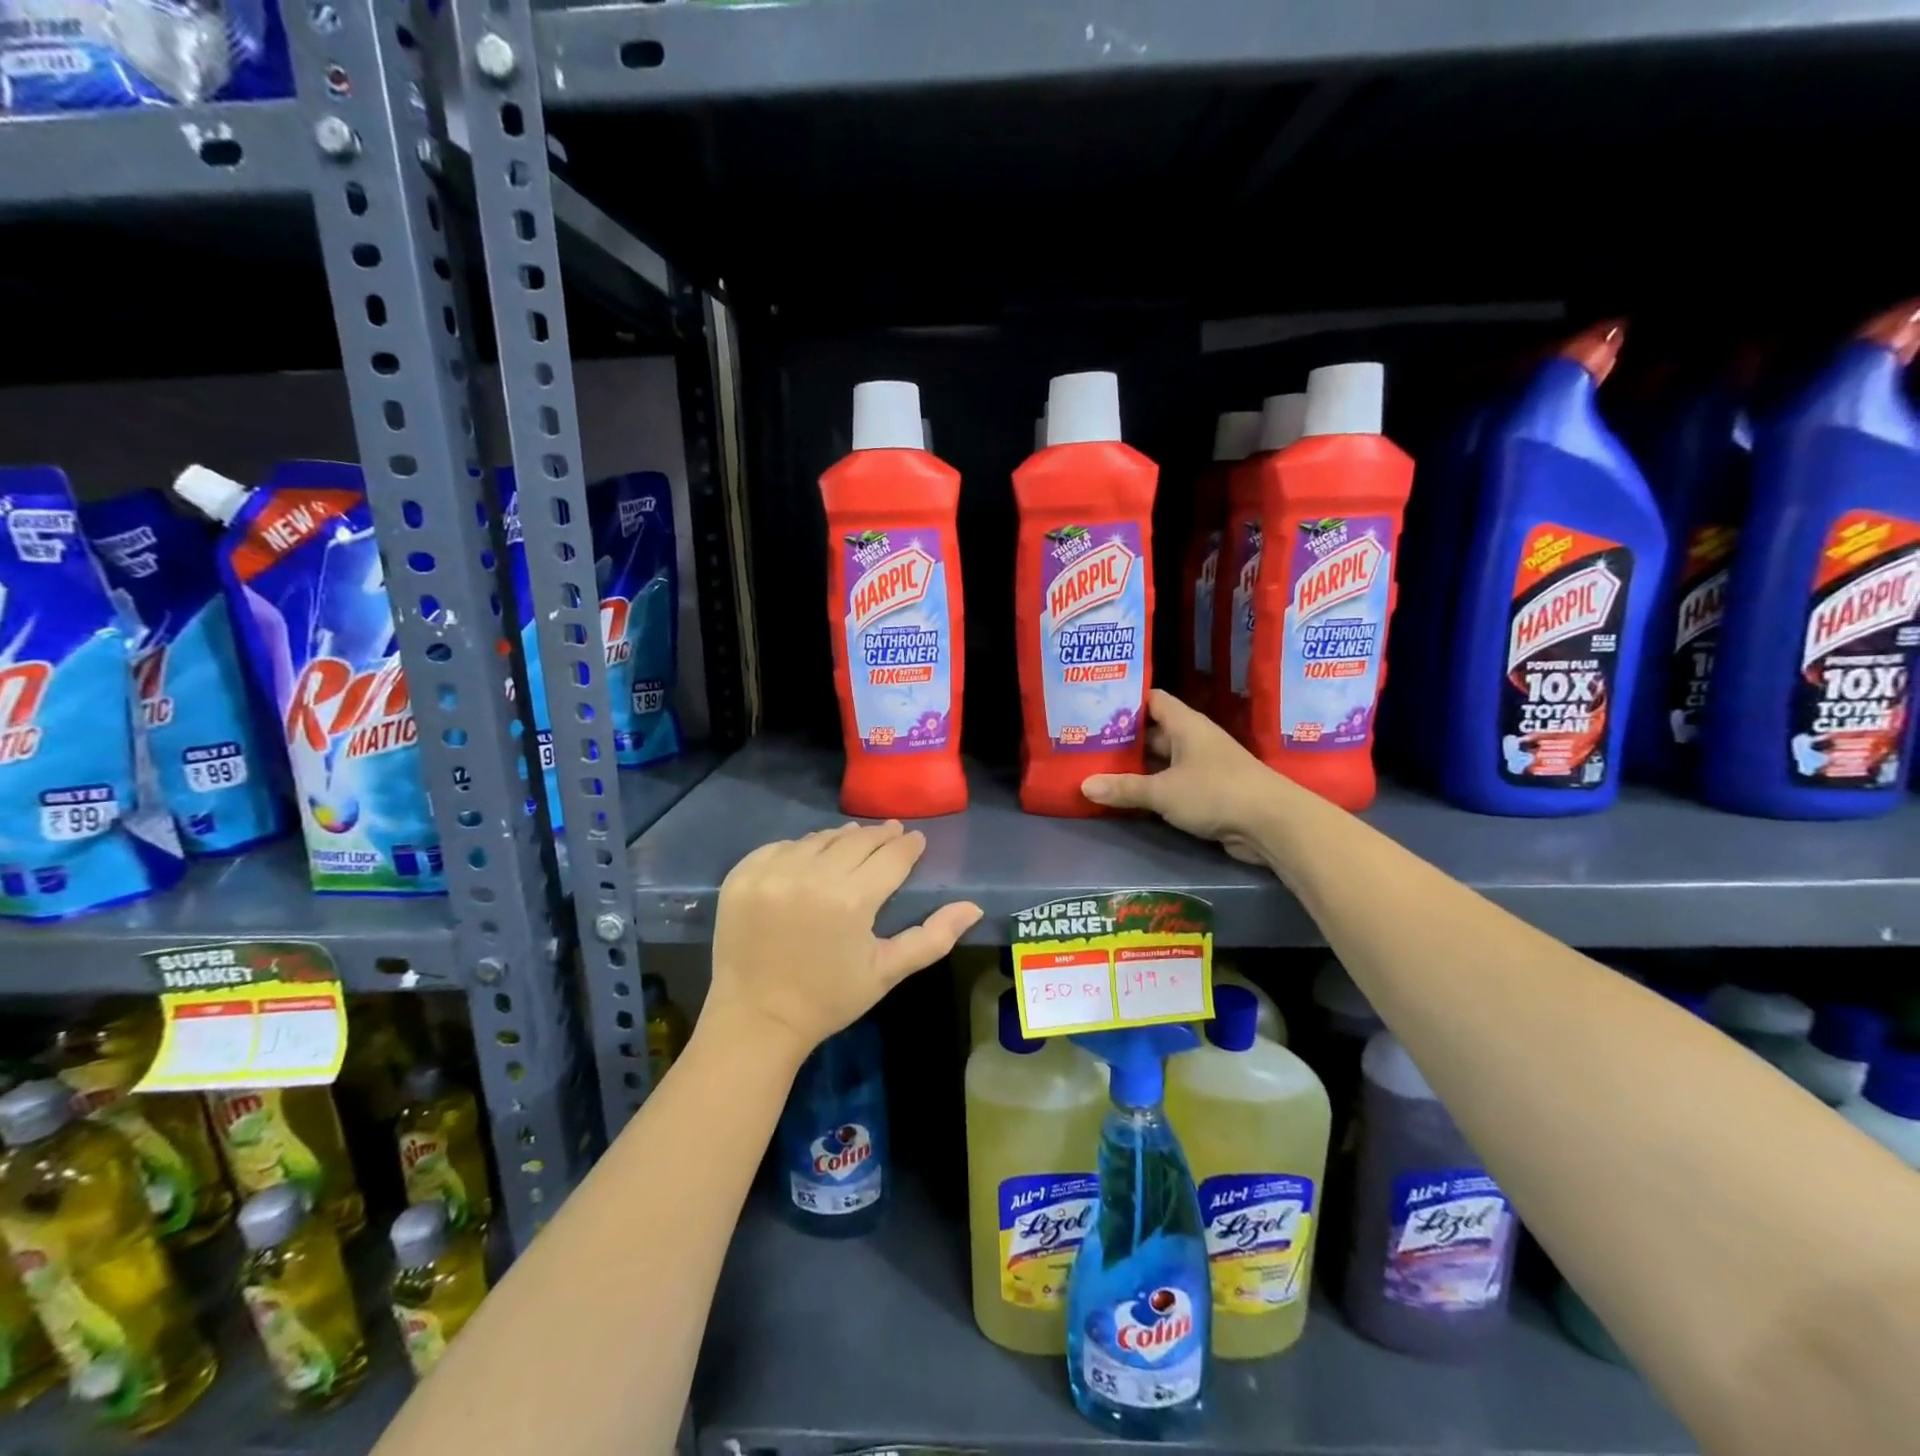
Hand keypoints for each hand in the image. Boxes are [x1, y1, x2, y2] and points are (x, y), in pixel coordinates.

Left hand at [704, 821, 982, 1065]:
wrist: (756, 1020)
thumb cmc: (828, 999)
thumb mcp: (886, 972)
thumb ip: (932, 937)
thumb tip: (973, 907)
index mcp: (851, 900)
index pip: (890, 857)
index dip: (908, 846)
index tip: (916, 839)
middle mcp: (811, 876)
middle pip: (856, 841)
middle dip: (880, 835)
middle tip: (892, 832)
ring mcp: (772, 873)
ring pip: (818, 839)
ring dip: (840, 839)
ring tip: (854, 841)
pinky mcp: (742, 876)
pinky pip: (780, 847)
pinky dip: (799, 848)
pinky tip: (810, 856)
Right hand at [1081, 689, 1286, 864]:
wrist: (1272, 824)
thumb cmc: (1216, 792)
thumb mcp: (1163, 791)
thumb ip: (1124, 788)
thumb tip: (1084, 786)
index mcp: (1185, 724)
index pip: (1152, 700)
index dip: (1125, 701)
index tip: (1095, 706)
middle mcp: (1194, 739)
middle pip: (1153, 732)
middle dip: (1123, 738)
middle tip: (1086, 742)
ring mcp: (1202, 766)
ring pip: (1161, 760)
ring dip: (1136, 766)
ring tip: (1097, 767)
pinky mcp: (1207, 791)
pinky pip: (1171, 783)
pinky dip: (1151, 787)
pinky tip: (1126, 795)